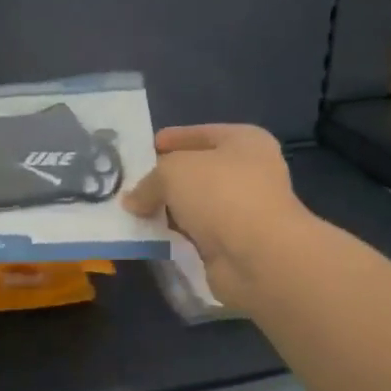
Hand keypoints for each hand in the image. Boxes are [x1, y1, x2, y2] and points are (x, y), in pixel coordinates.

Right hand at [123, 125, 308, 310]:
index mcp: (245, 141)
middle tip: (131, 183)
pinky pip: (197, 233)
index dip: (172, 139)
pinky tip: (150, 236)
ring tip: (133, 211)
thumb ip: (149, 181)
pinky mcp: (235, 244)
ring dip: (169, 208)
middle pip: (198, 170)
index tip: (142, 150)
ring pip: (197, 204)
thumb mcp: (173, 171)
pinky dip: (176, 234)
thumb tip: (132, 201)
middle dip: (166, 177)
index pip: (201, 133)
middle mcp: (250, 172)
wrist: (259, 257)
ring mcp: (244, 210)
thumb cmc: (221, 194)